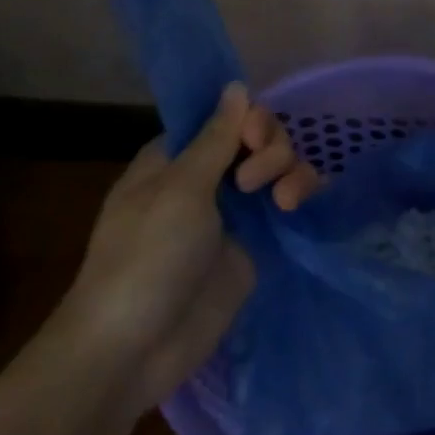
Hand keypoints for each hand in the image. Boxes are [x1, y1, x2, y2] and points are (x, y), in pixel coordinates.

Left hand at [52, 85, 312, 410]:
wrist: (134, 350)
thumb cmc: (145, 258)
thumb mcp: (180, 190)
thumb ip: (217, 137)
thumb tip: (237, 85)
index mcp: (177, 158)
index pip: (225, 116)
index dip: (247, 118)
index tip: (253, 137)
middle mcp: (207, 178)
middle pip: (258, 138)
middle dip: (270, 148)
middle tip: (252, 182)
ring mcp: (234, 212)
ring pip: (278, 168)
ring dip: (289, 171)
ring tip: (285, 202)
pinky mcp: (256, 243)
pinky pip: (287, 204)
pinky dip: (301, 194)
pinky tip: (301, 204)